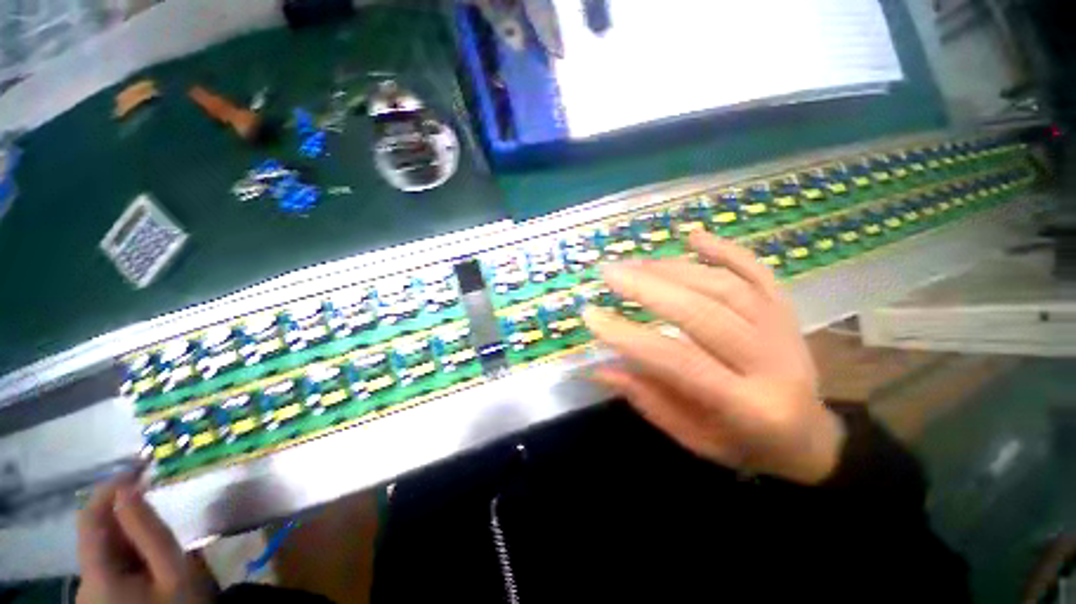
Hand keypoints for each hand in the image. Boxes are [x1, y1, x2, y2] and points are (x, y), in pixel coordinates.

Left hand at [77, 476, 214, 603]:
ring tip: (158, 533)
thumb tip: (129, 488)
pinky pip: (109, 564)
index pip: (89, 518)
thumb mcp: (174, 570)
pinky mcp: (99, 598)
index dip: (109, 488)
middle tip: (156, 497)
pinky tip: (149, 558)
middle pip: (97, 536)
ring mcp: (89, 593)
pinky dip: (128, 552)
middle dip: (125, 514)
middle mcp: (83, 582)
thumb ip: (149, 531)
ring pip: (104, 550)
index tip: (138, 467)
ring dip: (129, 534)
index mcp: (97, 576)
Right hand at [582, 231, 845, 484]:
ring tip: (635, 263)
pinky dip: (726, 250)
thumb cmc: (744, 444)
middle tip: (610, 273)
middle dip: (649, 289)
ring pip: (725, 287)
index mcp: (748, 406)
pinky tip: (694, 236)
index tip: (592, 316)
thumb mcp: (693, 437)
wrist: (810, 438)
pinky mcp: (786, 310)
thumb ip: (647, 399)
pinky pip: (758, 272)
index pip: (678, 361)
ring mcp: (783, 329)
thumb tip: (600, 368)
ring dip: (674, 269)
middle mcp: (771, 362)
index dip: (630, 337)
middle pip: (704, 313)